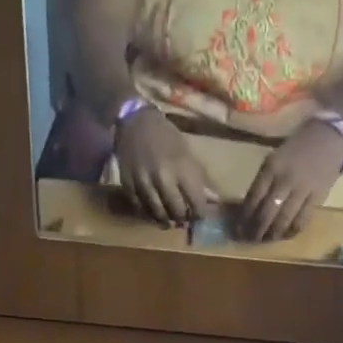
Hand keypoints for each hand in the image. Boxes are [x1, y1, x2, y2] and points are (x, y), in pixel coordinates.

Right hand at [114, 107, 215, 226]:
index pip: (196, 202)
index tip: (200, 216)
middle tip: (184, 218)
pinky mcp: (128, 186)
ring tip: (170, 221)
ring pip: (158, 214)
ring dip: (166, 221)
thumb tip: (214, 200)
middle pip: (176, 212)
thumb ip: (199, 177)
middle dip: (183, 218)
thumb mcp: (186, 151)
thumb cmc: (165, 135)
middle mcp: (162, 177)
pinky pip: (141, 210)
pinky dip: (149, 215)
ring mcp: (144, 183)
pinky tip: (155, 214)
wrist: (134, 121)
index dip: (200, 214)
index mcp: (181, 166)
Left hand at [238, 120, 342, 240]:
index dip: (244, 218)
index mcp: (271, 168)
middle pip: (266, 214)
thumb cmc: (296, 149)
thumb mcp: (274, 159)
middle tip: (250, 240)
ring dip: (272, 235)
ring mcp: (302, 190)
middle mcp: (285, 180)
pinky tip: (285, 235)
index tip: (238, 230)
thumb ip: (263, 182)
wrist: (329, 138)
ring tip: (266, 240)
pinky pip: (301, 221)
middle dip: (256, 231)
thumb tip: (249, 209)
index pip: (253, 199)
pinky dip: (291, 232)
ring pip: (283, 221)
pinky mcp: (317, 198)